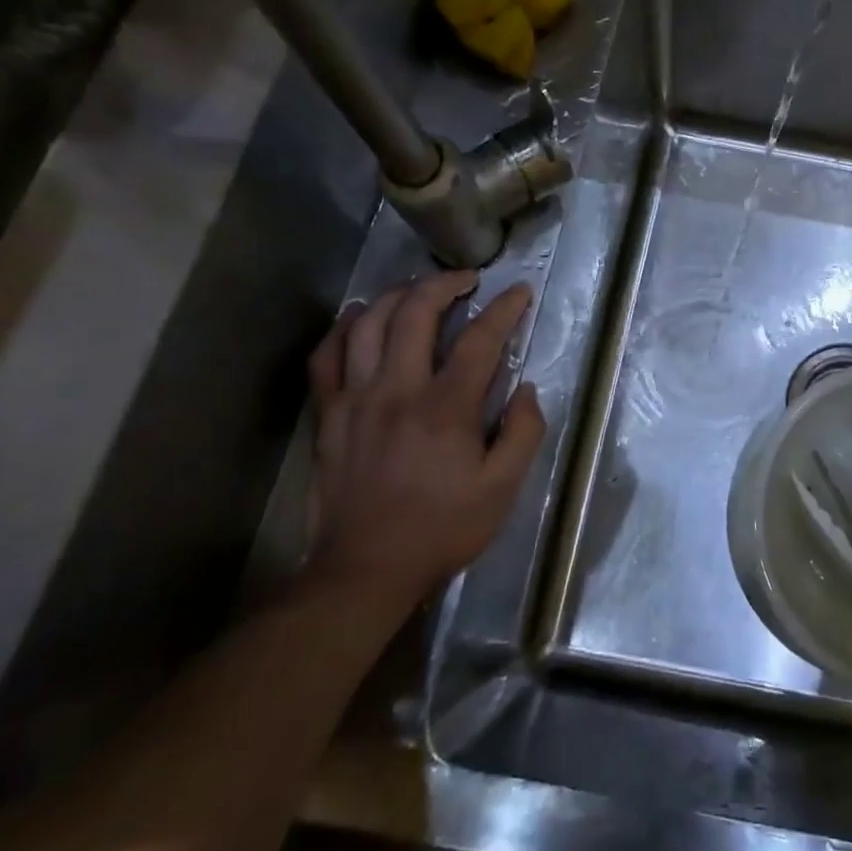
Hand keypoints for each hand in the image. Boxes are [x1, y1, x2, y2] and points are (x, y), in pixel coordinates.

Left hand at [304, 273, 545, 612]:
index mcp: (446, 408)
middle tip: (467, 280)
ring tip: (420, 290)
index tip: (520, 292)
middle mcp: (398, 390)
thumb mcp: (502, 489)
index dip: (504, 309)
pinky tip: (360, 317)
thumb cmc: (442, 529)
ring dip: (398, 296)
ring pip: (369, 324)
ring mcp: (355, 399)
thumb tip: (526, 389)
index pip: (480, 339)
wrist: (365, 570)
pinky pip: (326, 356)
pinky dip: (343, 328)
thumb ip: (523, 433)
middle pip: (416, 313)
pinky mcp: (328, 415)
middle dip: (445, 284)